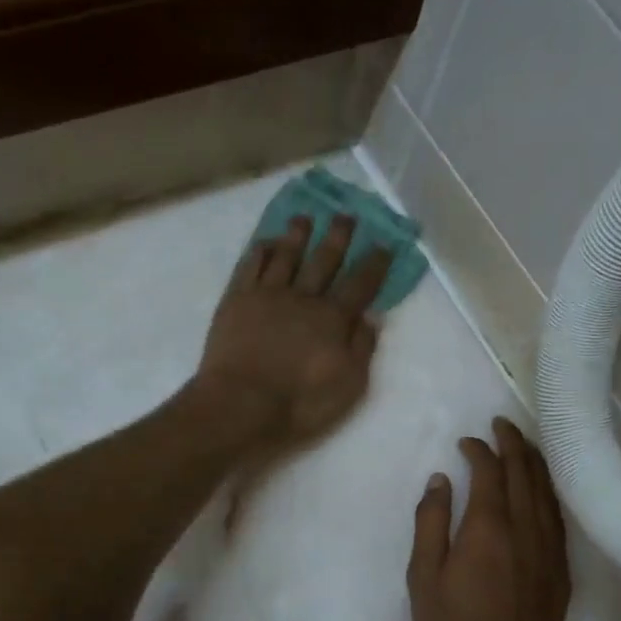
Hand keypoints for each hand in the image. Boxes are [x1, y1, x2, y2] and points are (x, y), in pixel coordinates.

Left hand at [196, 213, 391, 464]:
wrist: (240, 405)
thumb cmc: (299, 403)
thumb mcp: (348, 386)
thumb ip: (362, 349)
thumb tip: (372, 318)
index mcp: (333, 318)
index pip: (360, 284)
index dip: (374, 264)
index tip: (384, 245)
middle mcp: (303, 297)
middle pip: (324, 260)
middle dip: (338, 237)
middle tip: (346, 216)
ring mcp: (267, 295)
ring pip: (286, 256)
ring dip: (296, 235)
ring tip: (304, 218)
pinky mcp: (236, 301)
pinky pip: (249, 266)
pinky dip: (259, 251)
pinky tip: (264, 243)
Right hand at [407, 418, 570, 620]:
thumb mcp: (423, 579)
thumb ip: (430, 523)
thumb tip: (439, 480)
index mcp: (488, 527)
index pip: (489, 471)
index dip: (478, 449)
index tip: (465, 442)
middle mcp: (525, 528)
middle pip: (524, 471)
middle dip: (512, 442)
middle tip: (500, 424)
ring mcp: (549, 548)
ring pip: (546, 490)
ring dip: (534, 461)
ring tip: (522, 444)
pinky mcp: (561, 569)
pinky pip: (557, 515)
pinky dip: (549, 491)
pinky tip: (542, 489)